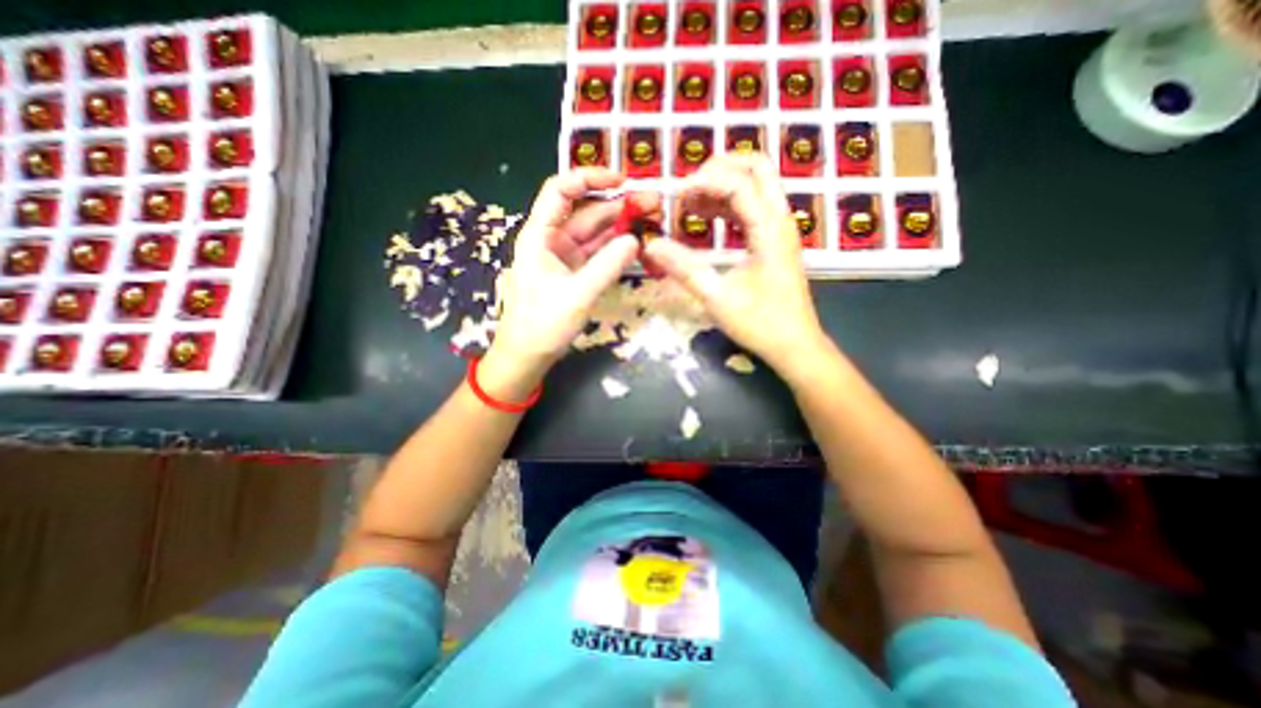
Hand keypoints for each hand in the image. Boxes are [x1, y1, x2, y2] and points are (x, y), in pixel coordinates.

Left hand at [484, 166, 655, 385]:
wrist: (528, 355)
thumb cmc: (543, 324)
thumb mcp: (578, 295)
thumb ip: (608, 266)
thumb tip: (636, 240)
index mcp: (539, 235)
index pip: (561, 191)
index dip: (589, 178)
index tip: (621, 180)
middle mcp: (551, 240)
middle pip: (585, 211)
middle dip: (617, 205)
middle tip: (652, 203)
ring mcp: (564, 257)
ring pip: (594, 233)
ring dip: (620, 227)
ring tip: (651, 219)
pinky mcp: (574, 273)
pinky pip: (597, 254)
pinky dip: (615, 249)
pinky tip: (636, 246)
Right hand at [645, 148, 834, 379]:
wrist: (795, 346)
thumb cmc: (760, 324)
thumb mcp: (717, 297)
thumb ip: (684, 268)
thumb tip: (650, 246)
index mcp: (769, 229)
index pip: (738, 183)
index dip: (703, 182)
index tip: (674, 197)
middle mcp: (779, 220)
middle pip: (757, 167)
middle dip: (719, 169)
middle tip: (688, 188)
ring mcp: (779, 229)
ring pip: (755, 185)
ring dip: (722, 186)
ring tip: (689, 203)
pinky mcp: (774, 241)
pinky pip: (752, 208)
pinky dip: (728, 205)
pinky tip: (705, 217)